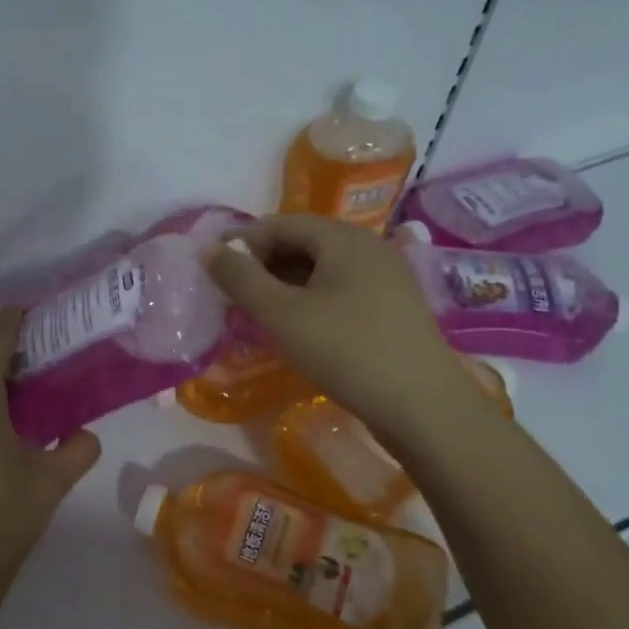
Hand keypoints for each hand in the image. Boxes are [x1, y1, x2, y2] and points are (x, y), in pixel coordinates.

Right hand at [204, 215, 461, 442]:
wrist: (422, 405)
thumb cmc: (345, 350)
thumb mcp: (282, 314)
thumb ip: (241, 278)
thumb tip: (207, 246)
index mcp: (343, 237)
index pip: (281, 224)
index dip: (243, 241)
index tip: (214, 267)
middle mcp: (369, 246)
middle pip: (304, 242)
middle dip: (264, 264)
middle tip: (233, 294)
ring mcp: (387, 276)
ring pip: (323, 268)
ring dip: (286, 284)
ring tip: (259, 312)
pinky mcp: (393, 306)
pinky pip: (342, 289)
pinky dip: (311, 299)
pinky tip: (298, 326)